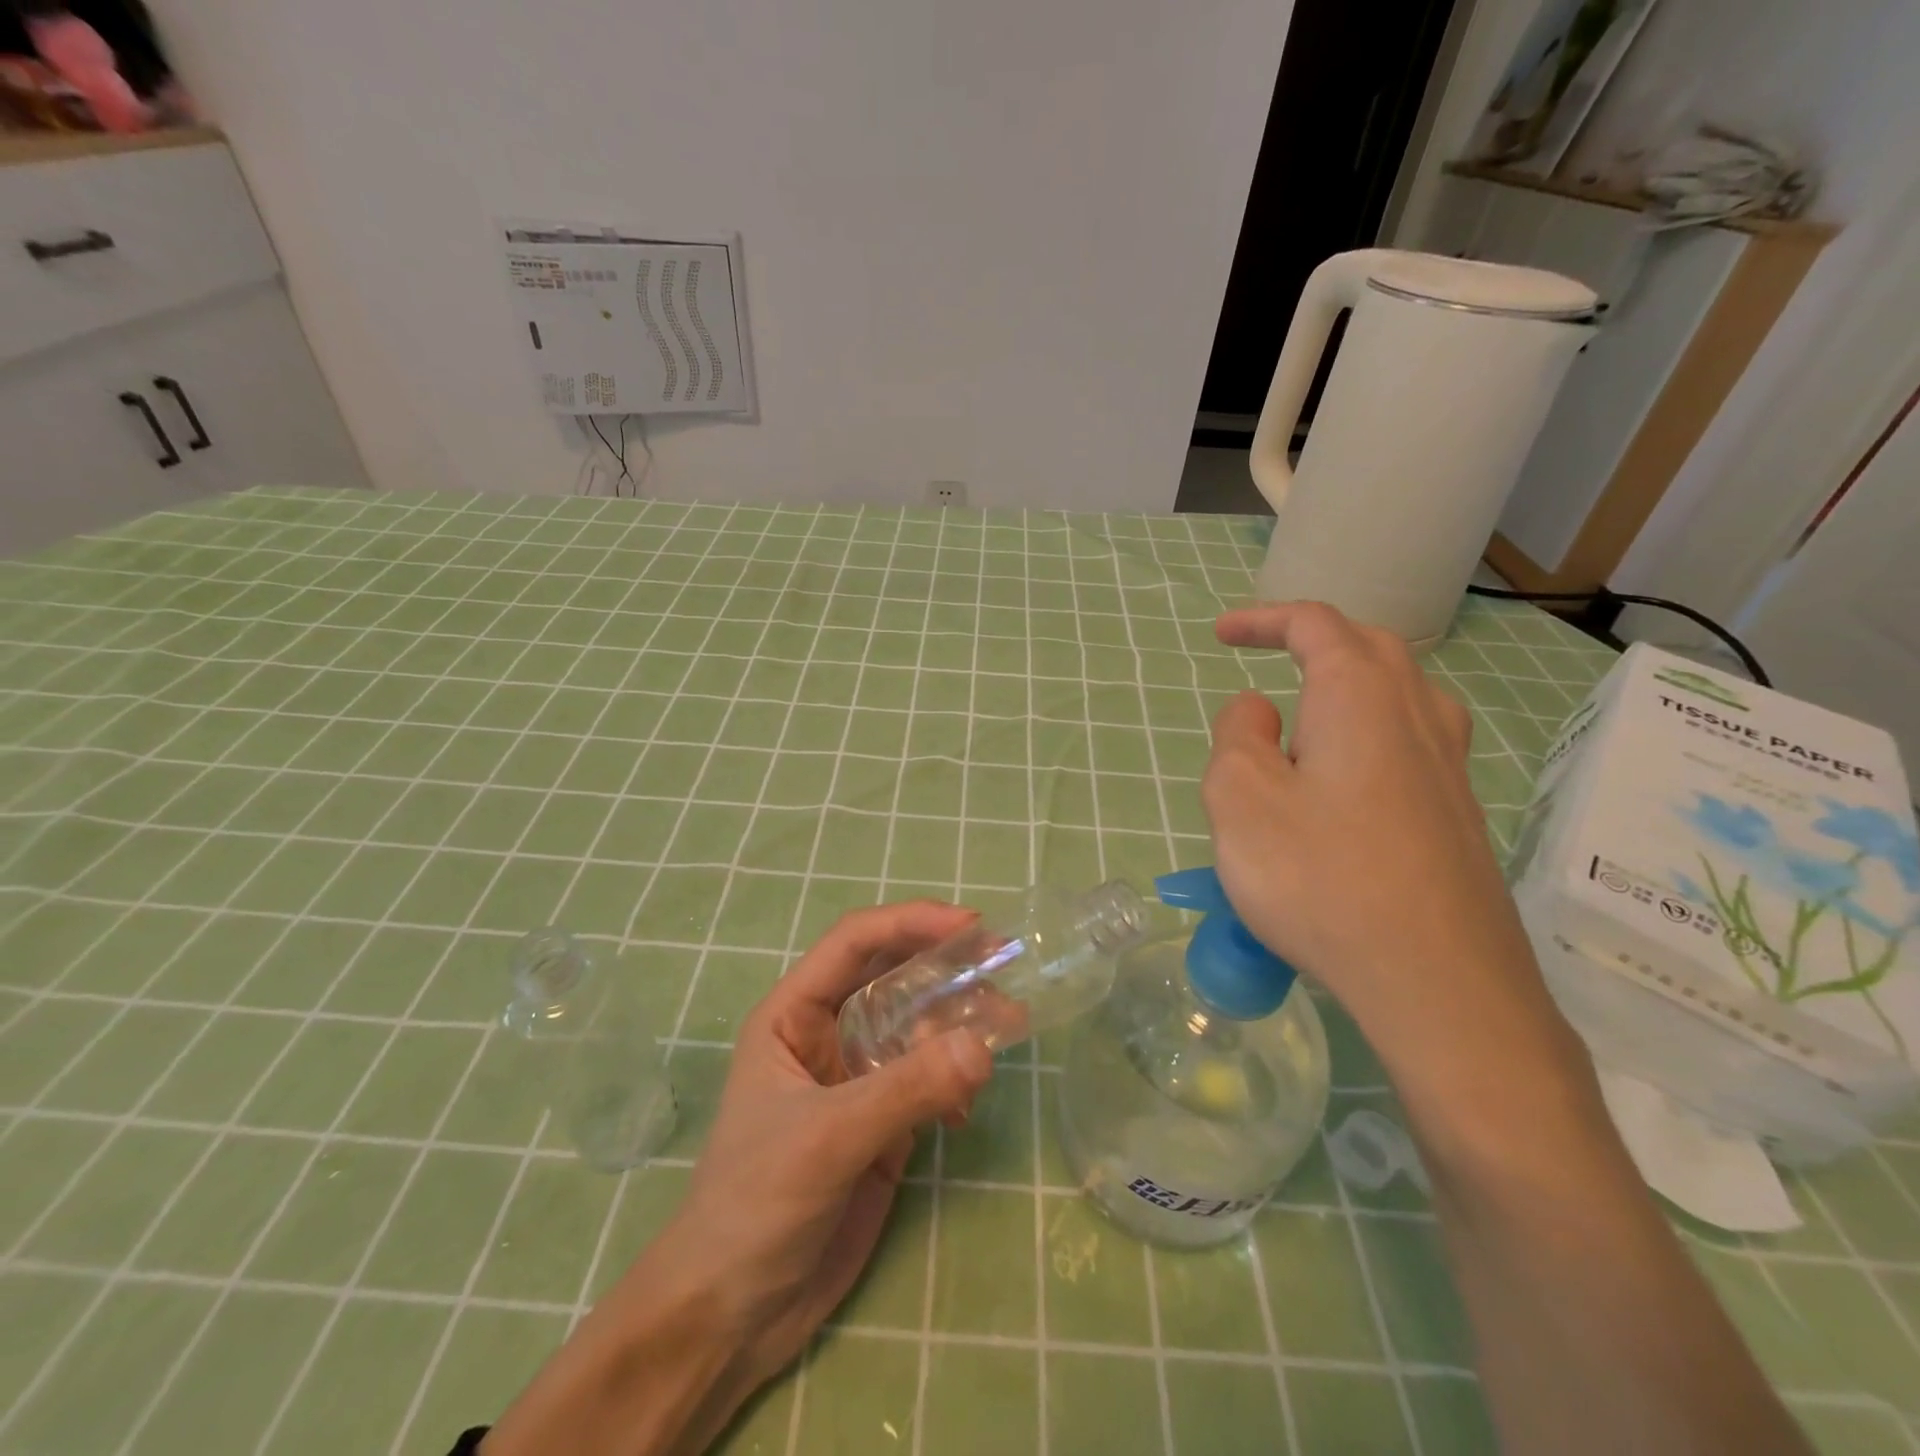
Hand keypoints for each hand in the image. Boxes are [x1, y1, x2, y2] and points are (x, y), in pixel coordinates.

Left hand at [486, 903, 993, 1455]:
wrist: (733, 1315)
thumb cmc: (756, 1205)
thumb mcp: (827, 1138)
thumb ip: (905, 1090)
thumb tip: (983, 1048)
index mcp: (794, 1014)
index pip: (855, 943)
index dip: (910, 922)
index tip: (971, 925)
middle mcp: (828, 1033)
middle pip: (894, 975)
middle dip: (945, 966)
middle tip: (1002, 963)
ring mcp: (858, 1077)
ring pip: (918, 1024)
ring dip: (961, 1021)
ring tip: (1008, 1026)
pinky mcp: (883, 1122)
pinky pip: (930, 1078)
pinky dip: (956, 1079)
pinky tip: (967, 1110)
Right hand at [1206, 602, 1572, 1081]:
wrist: (1441, 984)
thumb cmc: (1322, 878)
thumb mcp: (1241, 799)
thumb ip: (1238, 737)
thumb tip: (1260, 709)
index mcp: (1360, 698)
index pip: (1315, 625)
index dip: (1264, 619)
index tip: (1220, 635)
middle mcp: (1417, 717)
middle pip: (1370, 649)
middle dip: (1313, 641)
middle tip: (1267, 659)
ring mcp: (1450, 768)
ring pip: (1399, 697)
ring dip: (1346, 688)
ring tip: (1301, 723)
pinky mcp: (1459, 817)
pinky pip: (1409, 747)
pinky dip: (1365, 737)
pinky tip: (1341, 787)